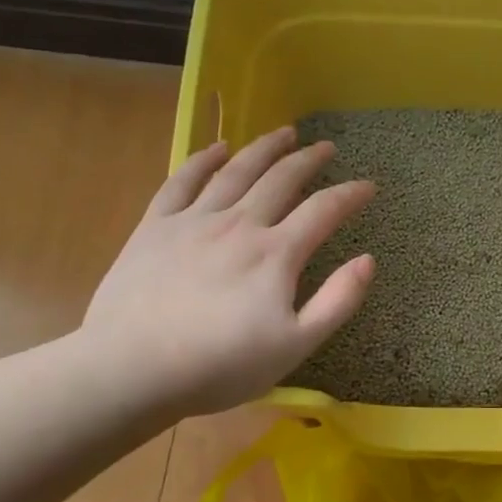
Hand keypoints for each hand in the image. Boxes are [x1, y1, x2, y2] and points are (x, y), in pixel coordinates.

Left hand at [80, 127, 375, 415]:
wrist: (131, 369)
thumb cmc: (220, 365)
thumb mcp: (295, 345)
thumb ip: (337, 302)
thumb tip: (368, 260)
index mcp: (276, 254)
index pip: (324, 211)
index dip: (351, 195)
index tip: (369, 186)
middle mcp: (240, 225)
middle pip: (281, 179)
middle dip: (309, 159)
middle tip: (326, 147)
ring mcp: (194, 221)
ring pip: (236, 171)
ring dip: (264, 148)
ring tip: (284, 132)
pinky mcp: (155, 227)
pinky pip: (182, 181)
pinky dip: (202, 160)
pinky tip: (217, 148)